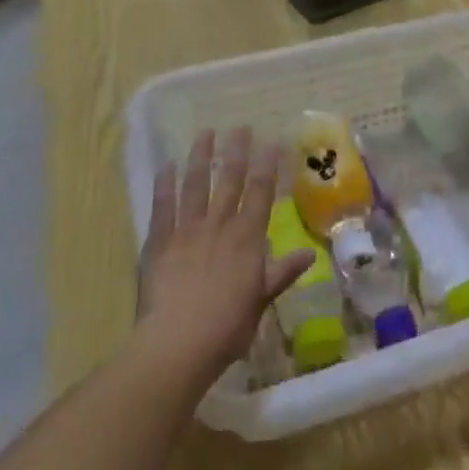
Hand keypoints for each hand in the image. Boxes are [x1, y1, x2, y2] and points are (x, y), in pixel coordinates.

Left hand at [138, 128, 313, 382]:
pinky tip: (166, 165)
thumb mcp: (261, 300)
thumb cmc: (227, 326)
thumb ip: (282, 273)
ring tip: (205, 134)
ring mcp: (187, 229)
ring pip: (195, 184)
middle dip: (237, 151)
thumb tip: (309, 255)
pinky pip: (162, 205)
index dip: (268, 165)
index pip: (261, 192)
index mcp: (247, 238)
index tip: (272, 141)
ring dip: (201, 157)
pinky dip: (164, 183)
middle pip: (230, 180)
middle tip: (240, 127)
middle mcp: (219, 225)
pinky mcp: (159, 240)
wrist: (178, 342)